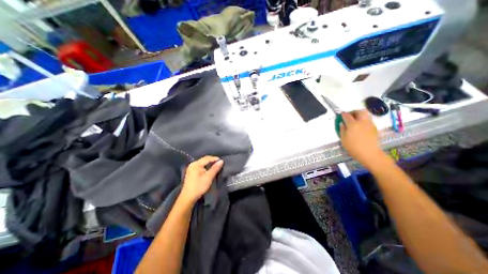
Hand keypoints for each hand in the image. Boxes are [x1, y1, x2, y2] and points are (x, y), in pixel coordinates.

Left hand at [180, 156, 222, 202]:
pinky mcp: (191, 172)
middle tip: (220, 163)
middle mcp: (192, 164)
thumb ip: (215, 168)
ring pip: (202, 163)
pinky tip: (210, 170)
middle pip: (204, 160)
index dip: (215, 159)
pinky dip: (206, 167)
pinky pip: (200, 166)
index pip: (207, 158)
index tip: (222, 161)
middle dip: (212, 161)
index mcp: (196, 164)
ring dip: (209, 164)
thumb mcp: (209, 177)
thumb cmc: (199, 186)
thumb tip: (221, 161)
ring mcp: (191, 168)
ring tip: (216, 166)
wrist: (188, 198)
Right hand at [340, 109, 384, 168]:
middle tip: (350, 115)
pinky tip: (361, 126)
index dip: (343, 114)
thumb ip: (342, 130)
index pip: (347, 115)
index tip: (341, 114)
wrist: (369, 153)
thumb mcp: (343, 139)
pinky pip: (369, 120)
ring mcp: (370, 124)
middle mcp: (362, 122)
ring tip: (356, 120)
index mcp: (353, 124)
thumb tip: (342, 124)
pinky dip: (364, 120)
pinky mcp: (374, 128)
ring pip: (366, 115)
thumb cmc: (353, 147)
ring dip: (360, 115)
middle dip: (354, 112)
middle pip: (360, 111)